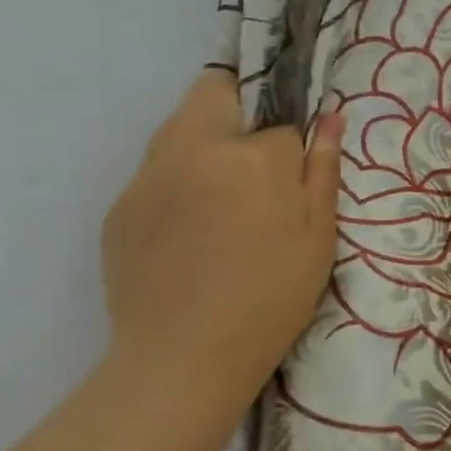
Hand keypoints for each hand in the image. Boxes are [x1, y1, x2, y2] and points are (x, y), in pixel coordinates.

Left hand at [101, 71, 342, 395]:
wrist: (183, 359)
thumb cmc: (270, 299)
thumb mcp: (318, 238)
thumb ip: (323, 171)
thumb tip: (331, 118)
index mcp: (252, 157)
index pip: (282, 127)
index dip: (293, 153)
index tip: (293, 186)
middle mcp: (194, 149)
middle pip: (214, 91)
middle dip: (238, 109)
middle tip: (252, 166)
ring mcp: (148, 175)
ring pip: (179, 128)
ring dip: (205, 144)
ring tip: (220, 204)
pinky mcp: (120, 205)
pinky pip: (156, 173)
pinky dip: (177, 185)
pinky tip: (187, 235)